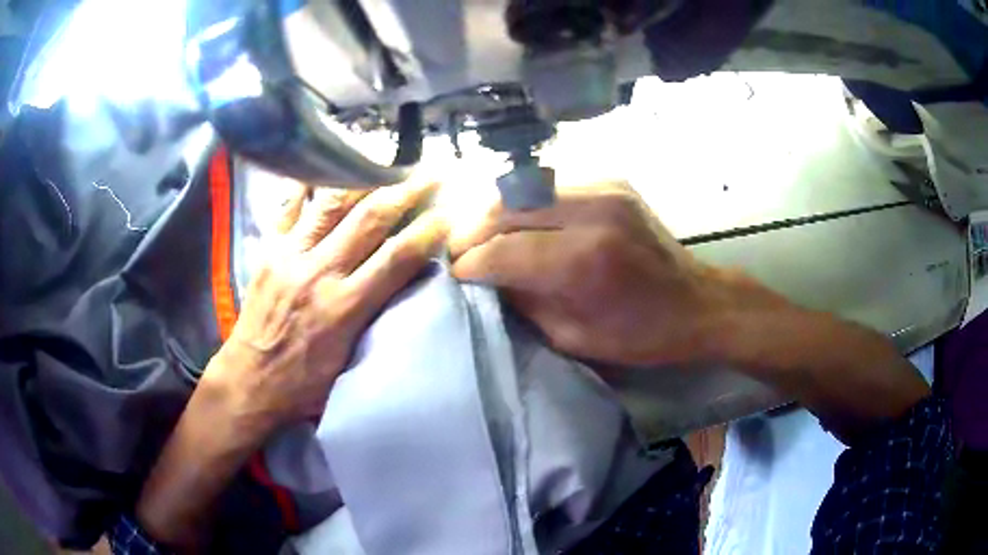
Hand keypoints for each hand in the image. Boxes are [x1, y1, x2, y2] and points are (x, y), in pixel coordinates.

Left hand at [209, 179, 447, 437]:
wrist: (249, 380)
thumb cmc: (303, 383)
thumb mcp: (349, 362)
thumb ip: (375, 320)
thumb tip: (402, 286)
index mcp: (345, 308)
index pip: (397, 257)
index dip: (427, 231)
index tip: (447, 213)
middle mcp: (320, 272)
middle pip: (370, 218)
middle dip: (406, 191)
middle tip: (429, 173)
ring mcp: (290, 255)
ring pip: (332, 202)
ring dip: (364, 177)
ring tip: (385, 161)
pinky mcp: (269, 250)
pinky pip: (289, 205)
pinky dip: (309, 182)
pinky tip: (326, 165)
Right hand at [450, 180, 927, 444]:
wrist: (700, 302)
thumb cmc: (643, 335)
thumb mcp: (574, 339)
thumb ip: (524, 303)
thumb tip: (487, 280)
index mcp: (583, 260)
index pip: (501, 251)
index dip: (469, 264)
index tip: (453, 276)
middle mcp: (591, 212)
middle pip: (505, 209)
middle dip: (472, 232)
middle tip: (458, 254)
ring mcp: (604, 189)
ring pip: (523, 189)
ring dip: (494, 213)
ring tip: (481, 237)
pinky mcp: (612, 183)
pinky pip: (550, 187)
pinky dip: (525, 205)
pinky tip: (520, 224)